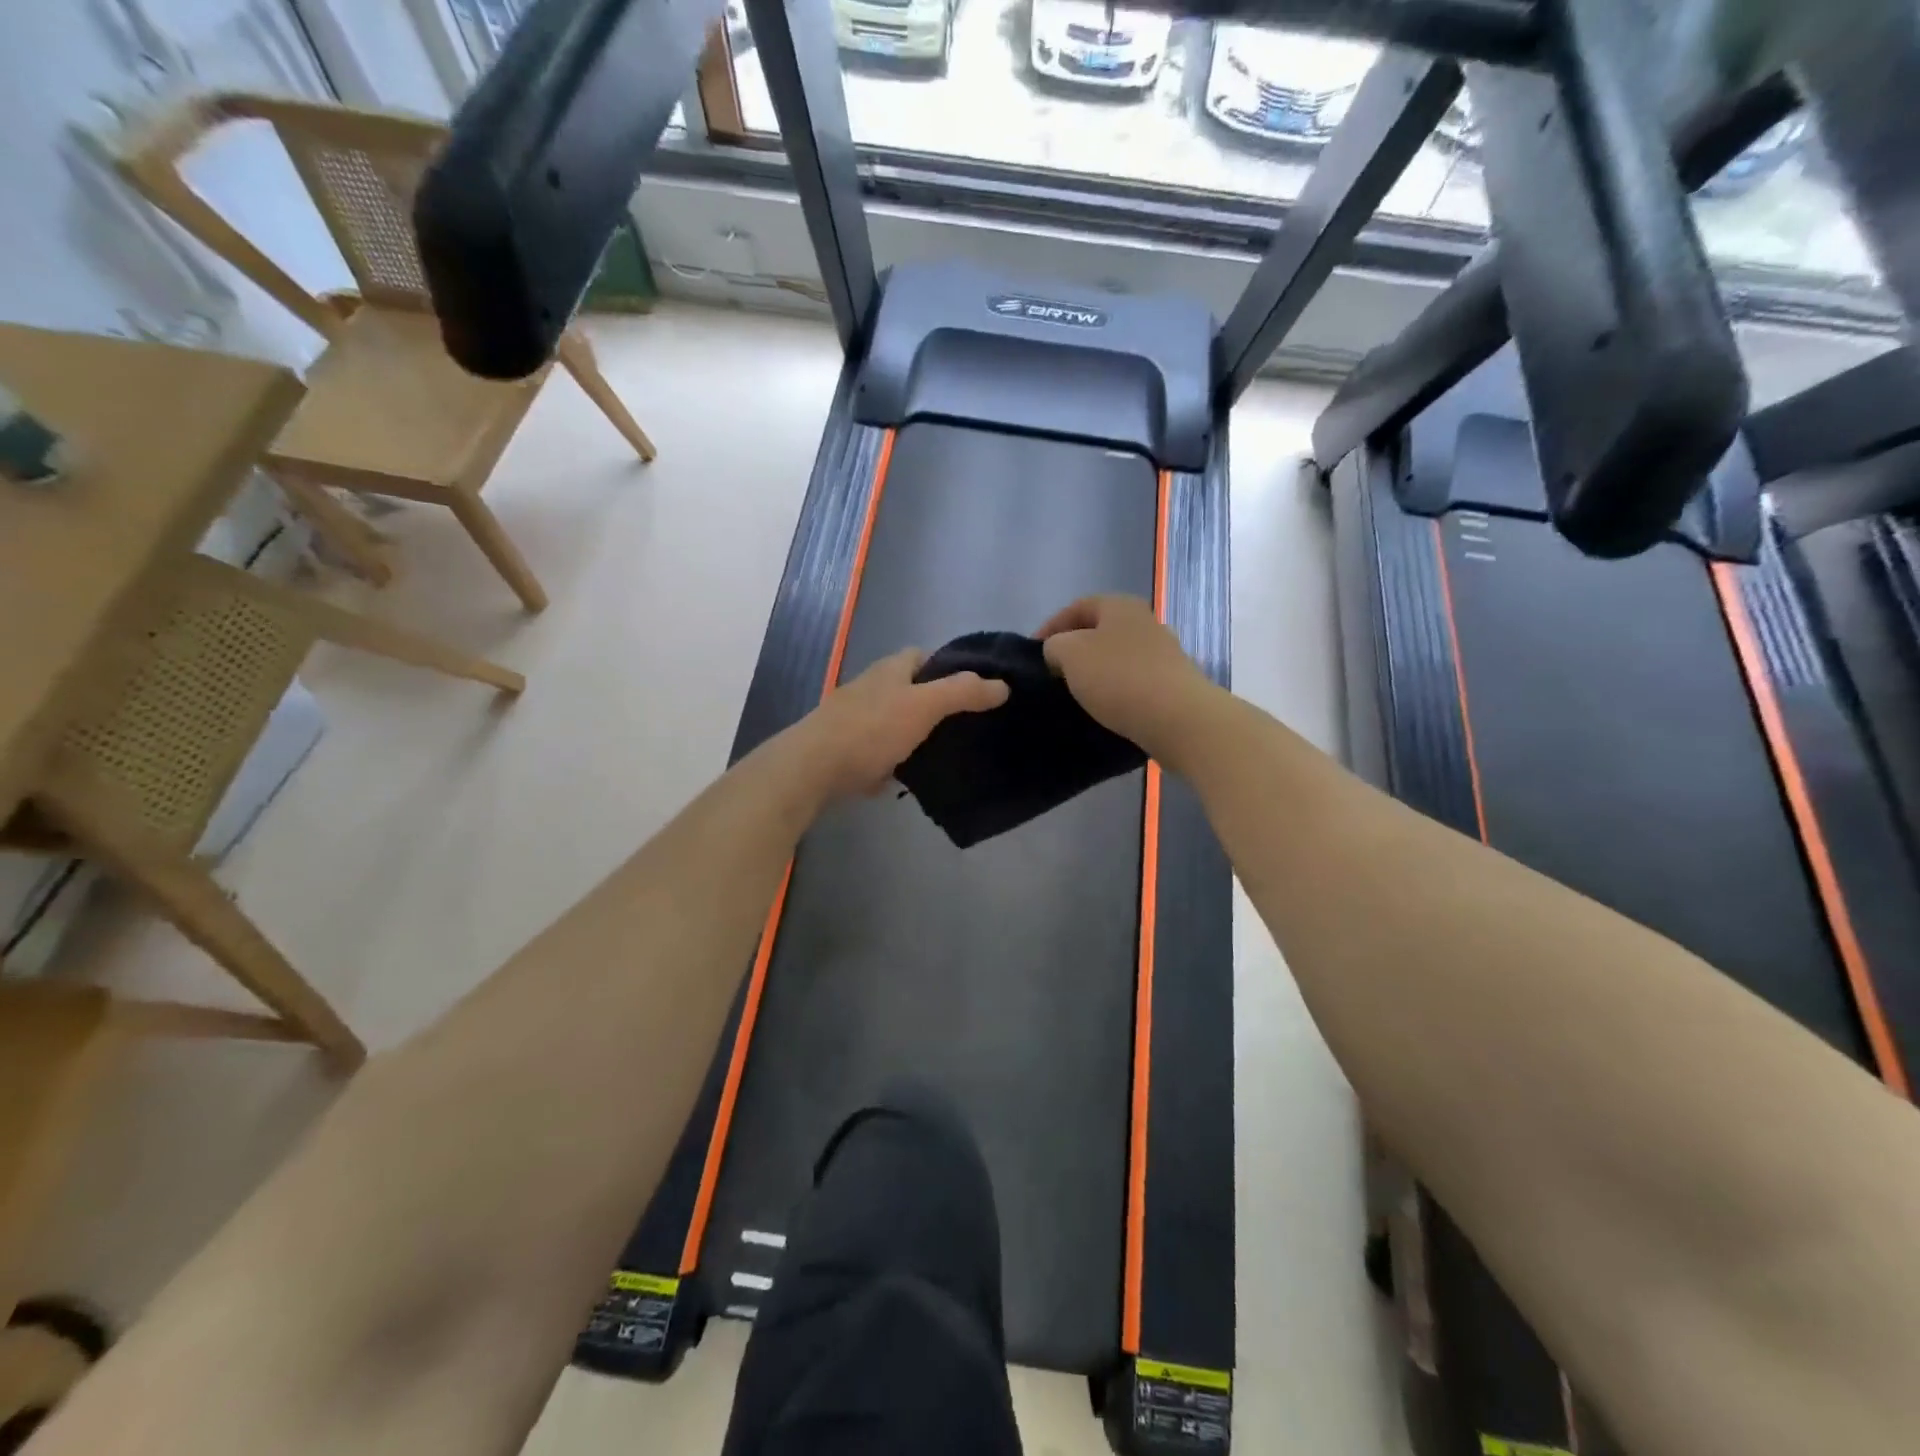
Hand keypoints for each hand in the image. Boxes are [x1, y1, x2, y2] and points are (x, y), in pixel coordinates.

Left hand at [790, 647, 1008, 801]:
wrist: (814, 768)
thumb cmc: (871, 729)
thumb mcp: (924, 705)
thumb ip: (963, 692)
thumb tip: (1003, 685)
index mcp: (890, 669)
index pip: (923, 656)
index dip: (949, 666)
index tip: (975, 688)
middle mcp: (871, 688)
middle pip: (910, 689)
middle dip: (936, 702)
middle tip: (969, 724)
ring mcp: (857, 720)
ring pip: (897, 721)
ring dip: (918, 733)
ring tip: (951, 751)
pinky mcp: (849, 751)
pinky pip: (883, 751)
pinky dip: (899, 760)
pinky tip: (917, 776)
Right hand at [1037, 595, 1215, 761]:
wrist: (1178, 719)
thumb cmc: (1118, 678)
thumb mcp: (1070, 654)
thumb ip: (1055, 646)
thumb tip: (1059, 652)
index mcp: (1120, 606)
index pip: (1077, 607)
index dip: (1050, 627)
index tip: (1033, 654)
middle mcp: (1145, 622)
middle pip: (1099, 631)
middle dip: (1075, 650)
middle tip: (1052, 673)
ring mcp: (1164, 653)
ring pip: (1117, 657)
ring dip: (1095, 672)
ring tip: (1075, 693)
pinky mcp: (1172, 683)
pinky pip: (1133, 681)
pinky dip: (1116, 691)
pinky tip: (1104, 708)